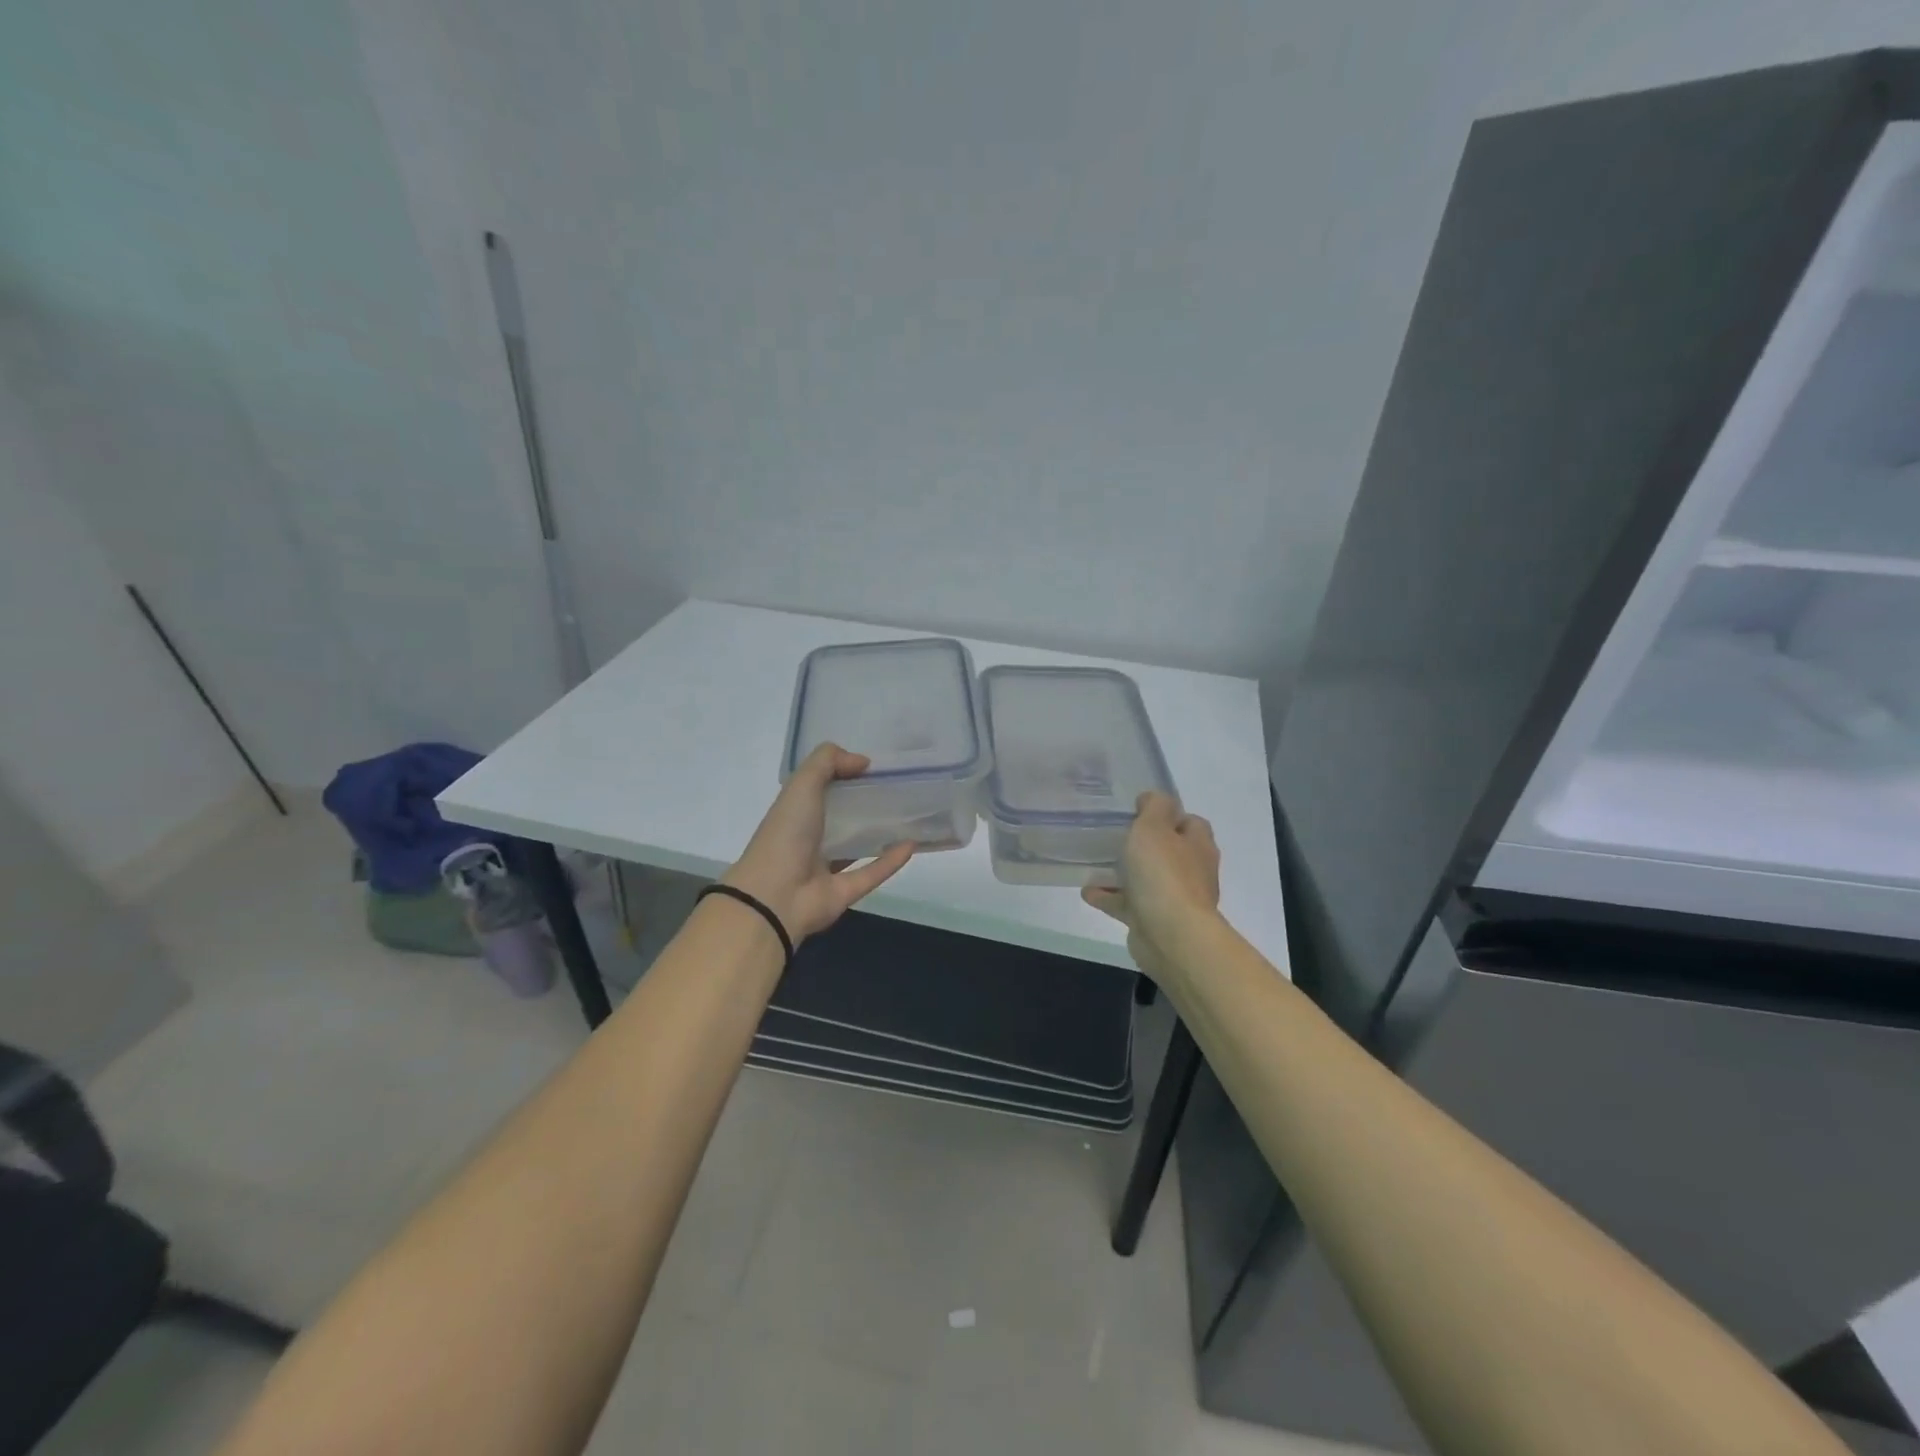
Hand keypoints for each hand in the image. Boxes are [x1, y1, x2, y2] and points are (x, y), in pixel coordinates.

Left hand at [723, 743, 914, 943]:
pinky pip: (872, 873)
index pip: (820, 788)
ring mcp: (826, 868)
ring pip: (856, 847)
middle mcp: (809, 839)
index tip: (873, 766)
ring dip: (879, 833)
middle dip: (865, 803)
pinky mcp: (844, 892)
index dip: (843, 774)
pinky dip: (891, 861)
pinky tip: (912, 845)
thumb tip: (862, 761)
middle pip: (840, 817)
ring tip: (909, 815)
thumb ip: (827, 762)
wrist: (774, 897)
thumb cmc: (785, 834)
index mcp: (795, 813)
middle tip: (899, 787)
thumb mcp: (801, 784)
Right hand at [1082, 792, 1221, 986]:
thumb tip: (1152, 800)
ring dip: (1123, 872)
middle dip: (1143, 844)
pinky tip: (1088, 891)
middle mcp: (1192, 872)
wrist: (1170, 937)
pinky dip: (1110, 897)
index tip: (1139, 811)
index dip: (1167, 815)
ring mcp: (1174, 900)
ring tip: (1095, 863)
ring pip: (1146, 879)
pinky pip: (1129, 904)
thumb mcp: (1154, 827)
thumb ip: (1154, 807)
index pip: (1189, 822)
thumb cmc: (1164, 875)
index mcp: (1198, 846)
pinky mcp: (1155, 922)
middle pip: (1167, 851)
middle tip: (1114, 834)